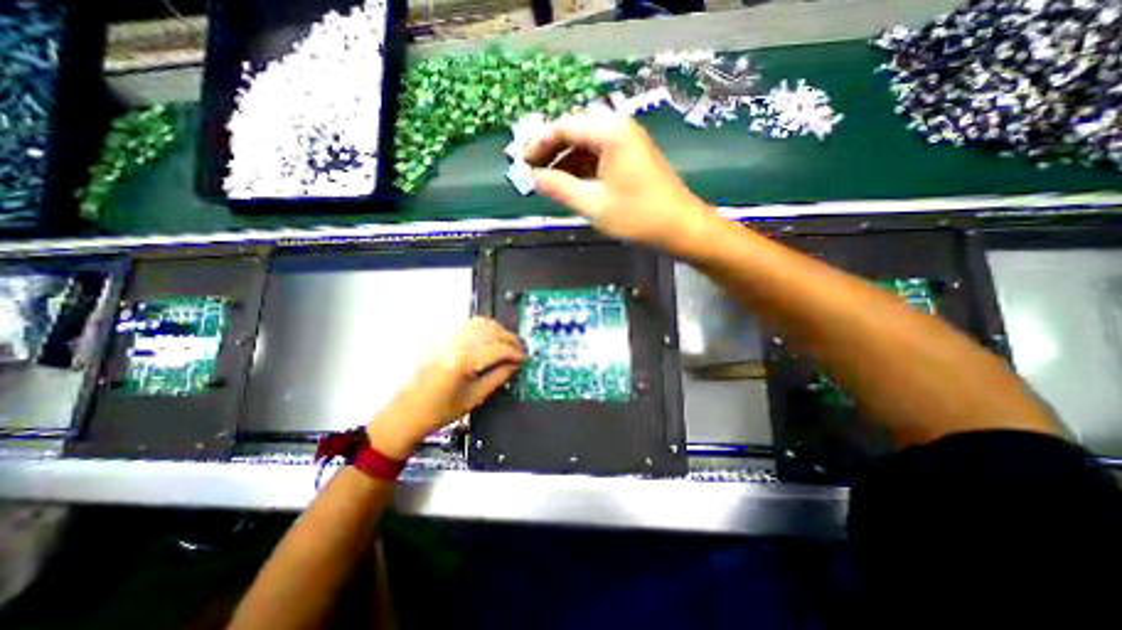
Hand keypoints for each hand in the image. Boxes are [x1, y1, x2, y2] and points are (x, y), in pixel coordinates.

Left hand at [370, 321, 524, 457]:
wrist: (406, 413)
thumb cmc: (439, 412)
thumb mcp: (474, 399)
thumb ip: (497, 378)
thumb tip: (514, 365)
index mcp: (462, 362)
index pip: (497, 349)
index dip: (514, 353)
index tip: (524, 359)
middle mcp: (454, 344)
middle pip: (490, 331)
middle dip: (509, 338)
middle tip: (519, 350)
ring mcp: (447, 339)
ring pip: (480, 323)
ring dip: (498, 330)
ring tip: (507, 343)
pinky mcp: (442, 338)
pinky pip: (468, 325)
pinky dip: (484, 328)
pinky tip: (490, 339)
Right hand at [526, 111, 718, 256]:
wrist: (681, 228)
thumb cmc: (638, 216)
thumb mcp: (592, 204)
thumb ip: (559, 187)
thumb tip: (534, 177)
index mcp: (609, 132)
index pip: (563, 127)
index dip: (539, 145)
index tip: (522, 165)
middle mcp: (618, 128)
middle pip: (575, 133)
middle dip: (552, 154)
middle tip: (533, 176)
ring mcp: (627, 142)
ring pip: (586, 147)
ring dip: (566, 164)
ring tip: (549, 185)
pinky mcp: (632, 157)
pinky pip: (600, 157)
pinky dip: (583, 170)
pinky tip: (572, 186)